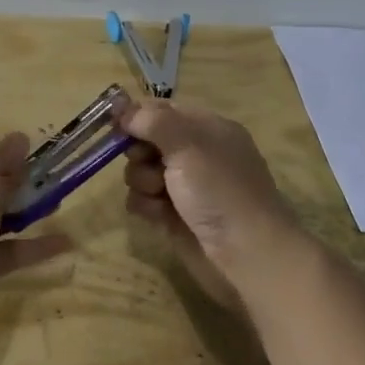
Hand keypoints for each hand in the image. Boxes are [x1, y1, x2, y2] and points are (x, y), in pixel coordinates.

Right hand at [117, 98, 305, 310]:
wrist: (247, 256)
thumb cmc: (220, 191)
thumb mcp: (188, 144)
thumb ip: (152, 120)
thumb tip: (122, 108)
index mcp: (206, 128)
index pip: (162, 110)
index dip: (137, 115)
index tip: (117, 125)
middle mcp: (194, 154)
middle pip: (146, 140)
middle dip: (139, 152)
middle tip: (146, 162)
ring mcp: (183, 186)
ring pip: (140, 171)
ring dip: (142, 181)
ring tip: (159, 194)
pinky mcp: (173, 216)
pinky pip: (143, 200)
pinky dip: (146, 206)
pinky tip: (159, 216)